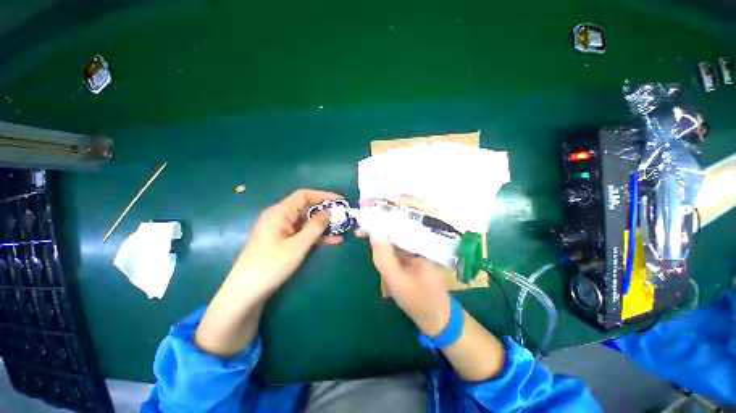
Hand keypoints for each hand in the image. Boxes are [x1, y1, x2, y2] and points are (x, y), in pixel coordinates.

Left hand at [231, 189, 343, 297]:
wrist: (246, 293)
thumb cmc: (271, 265)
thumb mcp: (298, 245)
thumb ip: (315, 227)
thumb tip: (329, 212)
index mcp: (280, 212)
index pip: (304, 195)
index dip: (323, 195)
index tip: (340, 200)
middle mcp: (280, 217)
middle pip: (306, 208)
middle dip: (325, 211)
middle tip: (343, 216)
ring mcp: (281, 230)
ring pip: (306, 222)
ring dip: (323, 225)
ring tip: (342, 229)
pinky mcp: (283, 242)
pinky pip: (303, 234)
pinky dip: (317, 236)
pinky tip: (333, 241)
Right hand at [358, 195, 451, 335]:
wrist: (434, 314)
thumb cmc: (419, 300)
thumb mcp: (398, 281)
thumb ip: (384, 256)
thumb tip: (373, 230)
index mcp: (436, 243)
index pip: (424, 212)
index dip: (404, 202)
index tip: (383, 200)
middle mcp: (432, 236)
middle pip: (414, 210)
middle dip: (391, 205)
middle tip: (369, 203)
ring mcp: (423, 239)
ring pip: (406, 218)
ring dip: (386, 214)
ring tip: (367, 213)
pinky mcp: (415, 244)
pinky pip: (401, 230)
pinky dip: (386, 227)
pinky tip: (372, 229)